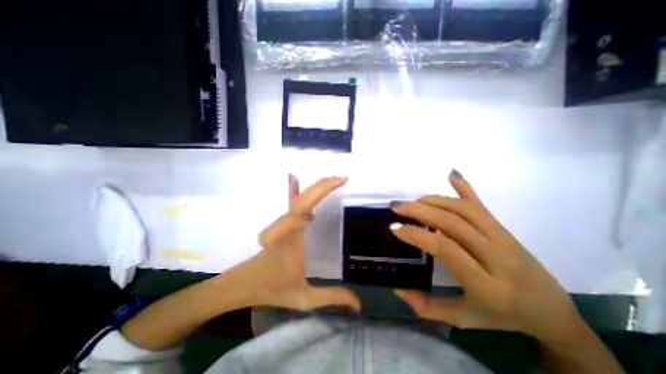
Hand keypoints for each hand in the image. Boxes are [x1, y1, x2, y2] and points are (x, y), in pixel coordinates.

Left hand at [238, 177, 358, 311]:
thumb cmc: (272, 288)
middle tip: (343, 179)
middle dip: (323, 186)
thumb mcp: (303, 297)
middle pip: (303, 199)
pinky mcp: (280, 219)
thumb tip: (360, 304)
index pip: (297, 215)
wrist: (246, 282)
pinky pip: (288, 200)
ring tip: (334, 179)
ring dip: (316, 186)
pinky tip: (295, 178)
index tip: (339, 186)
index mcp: (289, 239)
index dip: (316, 196)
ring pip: (298, 197)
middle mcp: (284, 224)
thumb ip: (331, 297)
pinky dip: (293, 188)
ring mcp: (281, 219)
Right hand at [392, 171, 580, 339]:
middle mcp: (497, 256)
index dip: (417, 235)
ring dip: (434, 201)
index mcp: (486, 284)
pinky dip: (465, 187)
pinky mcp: (504, 228)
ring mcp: (503, 237)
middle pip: (453, 222)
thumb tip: (396, 287)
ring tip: (413, 202)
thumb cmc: (501, 317)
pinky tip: (451, 175)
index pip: (446, 248)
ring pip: (464, 209)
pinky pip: (481, 205)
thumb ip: (426, 306)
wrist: (552, 312)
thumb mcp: (461, 319)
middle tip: (397, 208)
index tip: (395, 228)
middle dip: (420, 210)